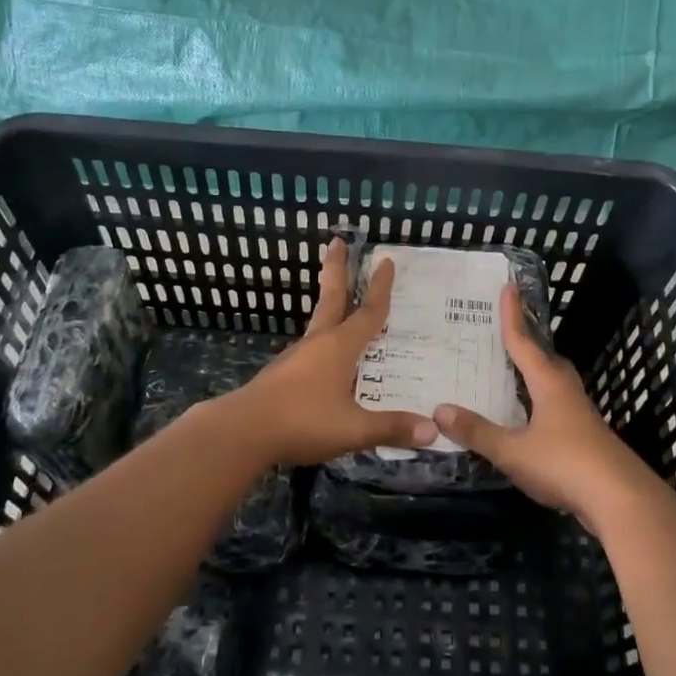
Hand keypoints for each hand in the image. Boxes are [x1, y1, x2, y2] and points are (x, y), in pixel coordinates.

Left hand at [225, 238, 437, 465]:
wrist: (243, 432)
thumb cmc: (302, 421)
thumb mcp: (353, 429)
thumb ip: (391, 428)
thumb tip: (433, 431)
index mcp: (339, 347)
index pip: (368, 312)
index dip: (380, 288)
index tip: (385, 260)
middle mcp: (318, 343)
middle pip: (331, 298)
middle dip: (337, 270)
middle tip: (336, 242)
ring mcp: (296, 357)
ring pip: (319, 324)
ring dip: (331, 306)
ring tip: (342, 305)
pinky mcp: (282, 374)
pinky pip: (311, 350)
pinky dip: (324, 341)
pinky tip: (328, 359)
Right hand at [432, 282, 654, 529]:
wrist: (621, 500)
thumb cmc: (564, 464)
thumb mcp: (512, 450)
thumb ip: (477, 431)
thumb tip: (439, 410)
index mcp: (549, 384)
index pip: (525, 343)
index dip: (513, 316)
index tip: (508, 287)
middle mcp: (567, 393)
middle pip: (547, 361)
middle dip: (529, 346)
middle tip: (508, 337)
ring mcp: (581, 418)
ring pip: (556, 386)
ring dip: (537, 377)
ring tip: (515, 377)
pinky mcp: (588, 441)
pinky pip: (559, 411)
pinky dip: (542, 406)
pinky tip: (531, 422)